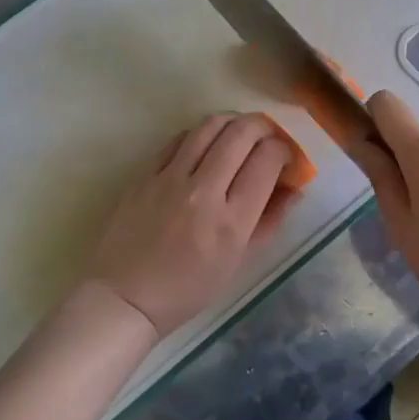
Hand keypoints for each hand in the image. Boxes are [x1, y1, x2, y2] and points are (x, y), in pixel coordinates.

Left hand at [85, 113, 296, 336]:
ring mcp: (170, 178)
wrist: (125, 298)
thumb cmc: (187, 289)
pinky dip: (201, 134)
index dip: (285, 151)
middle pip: (242, 133)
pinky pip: (180, 138)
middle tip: (269, 137)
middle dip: (264, 127)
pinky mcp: (145, 174)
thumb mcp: (238, 262)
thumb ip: (269, 221)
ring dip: (234, 121)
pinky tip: (206, 145)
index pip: (267, 161)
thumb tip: (294, 188)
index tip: (286, 158)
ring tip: (240, 132)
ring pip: (210, 125)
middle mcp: (203, 191)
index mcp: (232, 221)